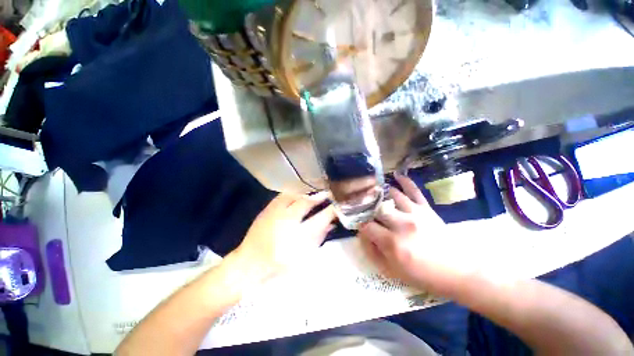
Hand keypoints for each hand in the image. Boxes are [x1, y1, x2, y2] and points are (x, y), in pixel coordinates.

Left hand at [229, 193, 335, 282]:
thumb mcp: (304, 256)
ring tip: (313, 196)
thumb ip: (319, 237)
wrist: (249, 265)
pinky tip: (297, 196)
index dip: (331, 210)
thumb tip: (331, 224)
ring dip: (306, 194)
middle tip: (328, 196)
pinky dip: (293, 194)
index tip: (339, 206)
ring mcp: (274, 212)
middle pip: (306, 202)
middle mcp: (285, 220)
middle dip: (319, 197)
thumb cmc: (279, 265)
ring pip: (294, 195)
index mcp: (296, 236)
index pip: (320, 218)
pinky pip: (283, 196)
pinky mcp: (267, 209)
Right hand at [358, 173, 472, 296]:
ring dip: (381, 194)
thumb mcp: (393, 271)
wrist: (458, 271)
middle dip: (368, 209)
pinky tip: (396, 175)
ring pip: (392, 197)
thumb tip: (362, 235)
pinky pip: (414, 191)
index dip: (360, 225)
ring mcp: (415, 214)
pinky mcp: (426, 209)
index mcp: (392, 243)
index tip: (360, 226)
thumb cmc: (423, 275)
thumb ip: (373, 252)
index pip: (367, 226)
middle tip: (365, 209)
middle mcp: (401, 224)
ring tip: (374, 192)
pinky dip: (405, 182)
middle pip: (377, 209)